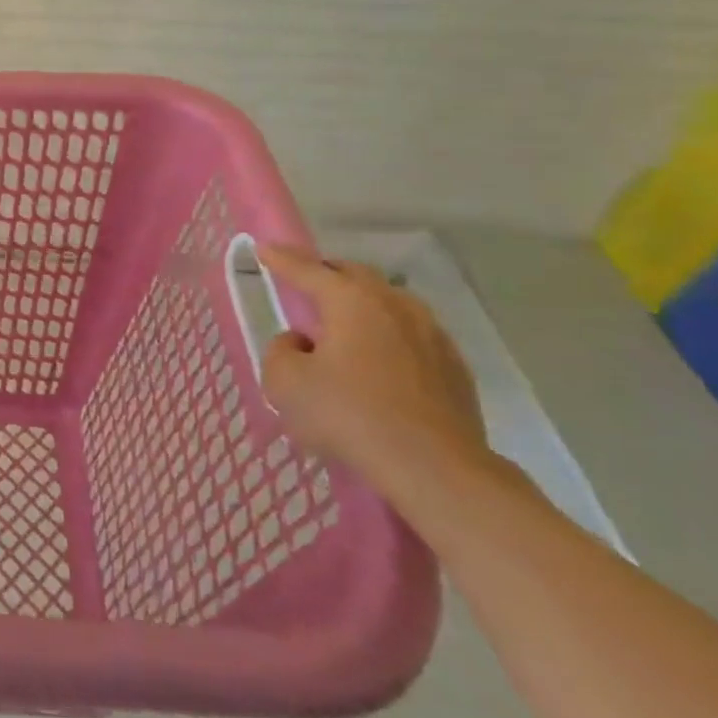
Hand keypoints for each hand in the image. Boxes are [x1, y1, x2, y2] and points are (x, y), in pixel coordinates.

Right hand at [258, 243, 492, 503]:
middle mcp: (394, 304)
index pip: (306, 269)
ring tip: (343, 323)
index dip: (280, 258)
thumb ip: (280, 350)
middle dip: (326, 273)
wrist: (436, 469)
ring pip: (388, 302)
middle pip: (354, 275)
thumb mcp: (284, 382)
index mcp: (350, 299)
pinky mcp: (454, 366)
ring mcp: (431, 333)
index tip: (263, 249)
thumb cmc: (350, 416)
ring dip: (362, 304)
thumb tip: (300, 342)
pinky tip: (379, 360)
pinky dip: (388, 335)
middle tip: (305, 285)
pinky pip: (411, 334)